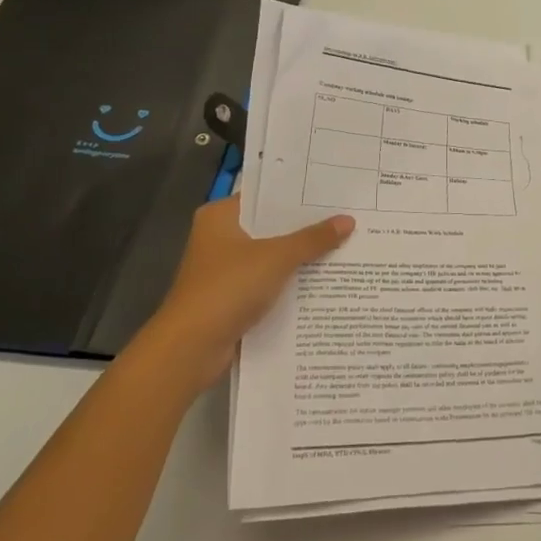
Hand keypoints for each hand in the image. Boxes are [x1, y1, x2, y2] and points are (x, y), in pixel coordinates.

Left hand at [136, 196, 353, 391]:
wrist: (191, 348)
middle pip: (271, 226)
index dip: (299, 194)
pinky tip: (324, 279)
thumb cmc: (228, 288)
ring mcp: (225, 270)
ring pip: (272, 255)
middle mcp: (220, 238)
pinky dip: (291, 282)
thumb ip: (313, 239)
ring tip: (345, 245)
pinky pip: (269, 281)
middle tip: (347, 216)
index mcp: (221, 217)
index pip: (265, 195)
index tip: (333, 191)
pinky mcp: (232, 298)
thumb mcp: (276, 258)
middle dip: (306, 227)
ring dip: (301, 256)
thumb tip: (349, 220)